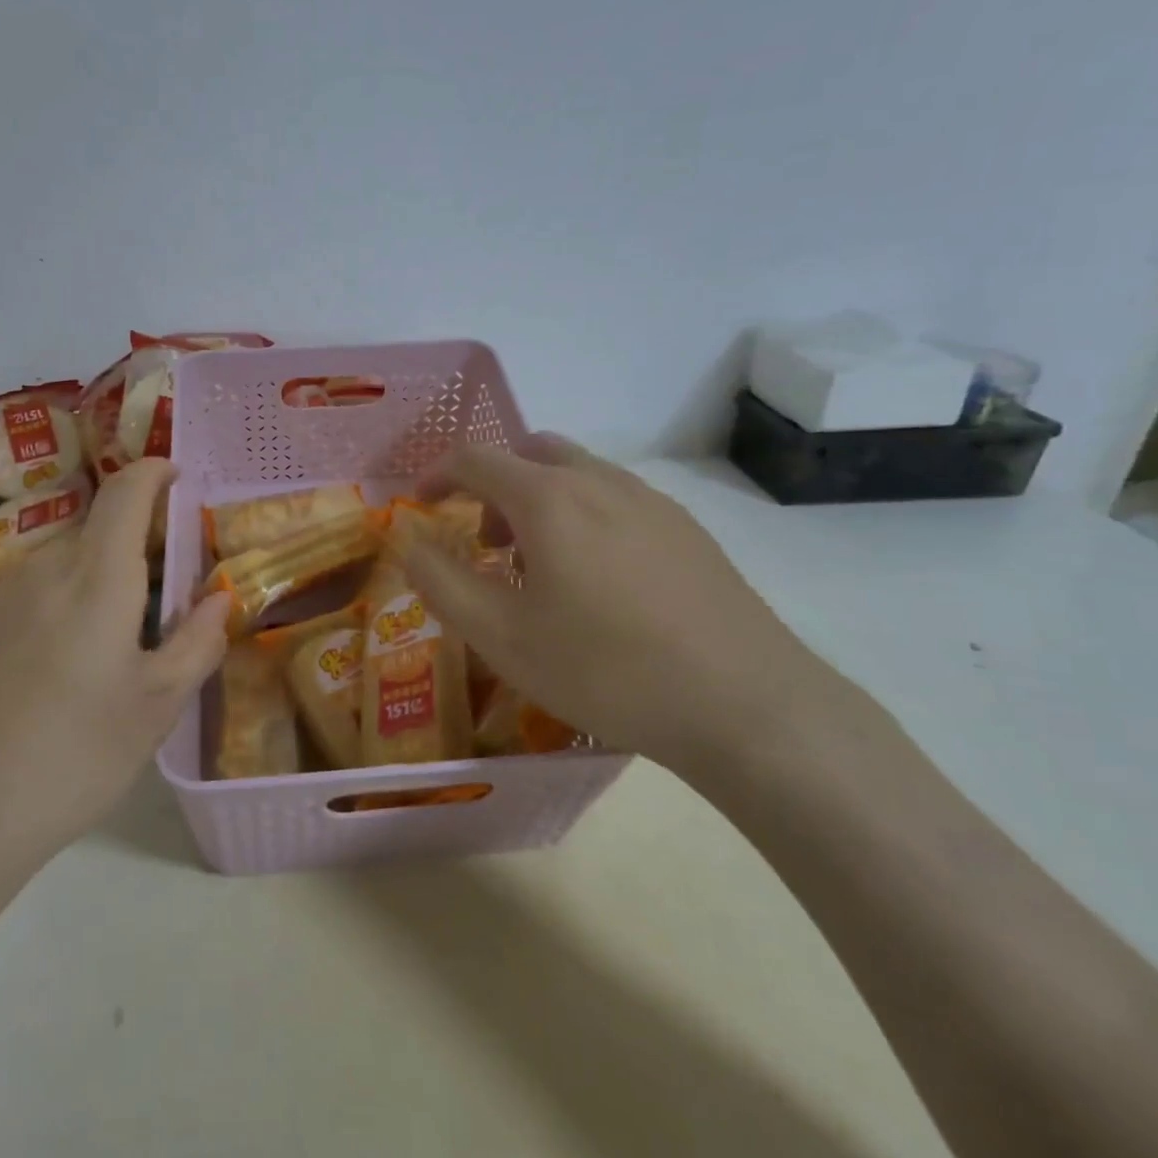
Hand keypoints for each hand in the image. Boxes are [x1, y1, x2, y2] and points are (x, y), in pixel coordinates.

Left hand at [0, 459, 230, 870]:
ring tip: (85, 660)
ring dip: (81, 589)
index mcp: (96, 581)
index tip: (174, 475)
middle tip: (143, 614)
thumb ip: (197, 642)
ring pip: (52, 569)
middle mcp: (38, 569)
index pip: (126, 493)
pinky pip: (13, 597)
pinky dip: (39, 612)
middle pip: (92, 537)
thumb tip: (218, 597)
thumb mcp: (156, 709)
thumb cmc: (72, 761)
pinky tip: (31, 678)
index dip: (153, 472)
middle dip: (126, 556)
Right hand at [400, 435, 835, 770]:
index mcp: (548, 497)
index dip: (437, 475)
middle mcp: (599, 481)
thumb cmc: (605, 669)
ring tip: (541, 568)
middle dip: (493, 485)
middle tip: (486, 542)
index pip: (475, 458)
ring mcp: (651, 501)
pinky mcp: (688, 529)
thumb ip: (442, 581)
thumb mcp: (501, 637)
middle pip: (530, 453)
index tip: (422, 505)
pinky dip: (584, 516)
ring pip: (577, 474)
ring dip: (540, 500)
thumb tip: (411, 542)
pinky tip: (601, 584)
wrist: (745, 705)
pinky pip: (616, 499)